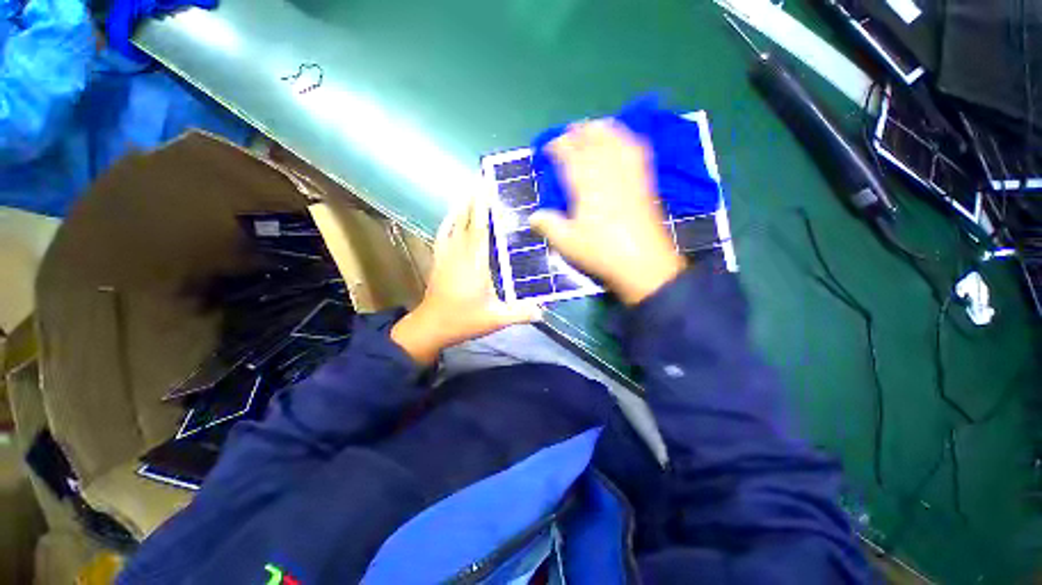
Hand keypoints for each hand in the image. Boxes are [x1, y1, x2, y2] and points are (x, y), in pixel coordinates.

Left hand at [391, 195, 541, 364]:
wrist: (431, 326)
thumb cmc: (464, 320)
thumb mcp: (495, 319)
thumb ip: (519, 313)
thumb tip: (543, 311)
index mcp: (475, 263)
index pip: (480, 227)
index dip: (483, 205)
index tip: (487, 185)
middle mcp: (460, 253)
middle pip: (466, 219)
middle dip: (473, 198)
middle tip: (482, 179)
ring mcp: (446, 255)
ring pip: (453, 223)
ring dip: (461, 205)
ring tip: (470, 190)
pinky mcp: (438, 259)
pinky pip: (442, 233)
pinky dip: (448, 220)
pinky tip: (453, 214)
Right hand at [529, 120, 685, 304]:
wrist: (643, 264)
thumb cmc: (601, 252)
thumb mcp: (567, 243)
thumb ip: (549, 226)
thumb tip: (533, 217)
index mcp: (587, 186)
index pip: (571, 156)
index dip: (559, 147)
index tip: (549, 146)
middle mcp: (608, 174)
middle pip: (594, 142)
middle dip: (580, 132)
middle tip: (570, 131)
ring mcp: (629, 177)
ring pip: (617, 142)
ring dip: (604, 130)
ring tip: (596, 126)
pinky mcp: (645, 184)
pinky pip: (637, 153)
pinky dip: (629, 141)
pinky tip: (626, 141)